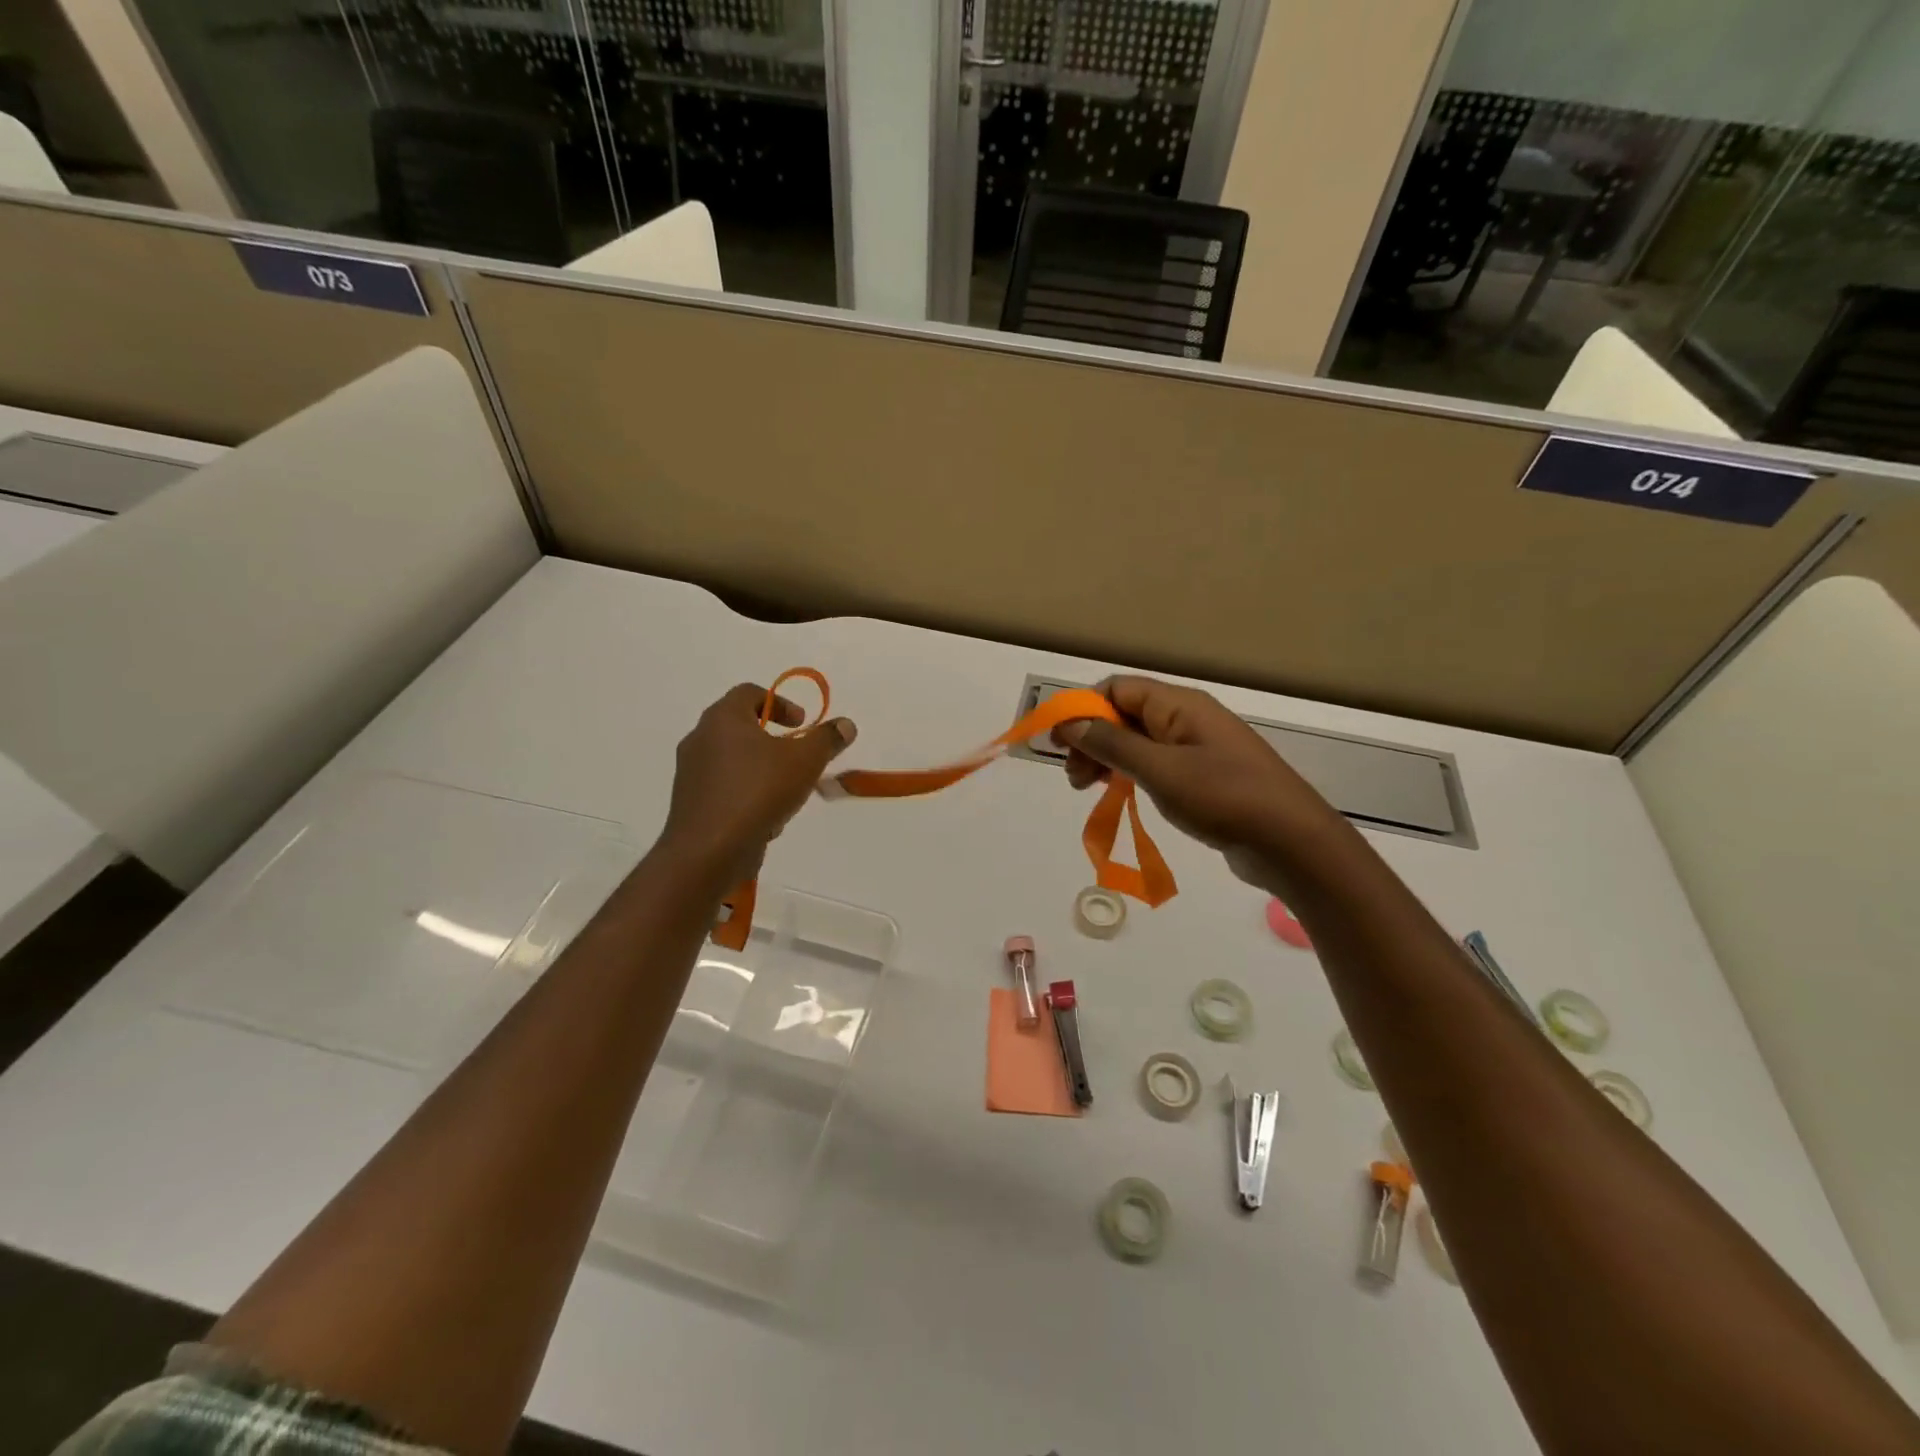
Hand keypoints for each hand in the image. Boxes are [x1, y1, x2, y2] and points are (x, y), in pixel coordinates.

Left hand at [660, 683, 856, 884]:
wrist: (709, 851)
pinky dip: (747, 794)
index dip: (780, 702)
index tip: (802, 724)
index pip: (749, 692)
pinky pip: (724, 788)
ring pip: (733, 761)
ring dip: (762, 770)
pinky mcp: (690, 803)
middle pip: (741, 727)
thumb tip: (846, 724)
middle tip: (797, 756)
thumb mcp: (805, 761)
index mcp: (723, 718)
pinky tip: (766, 818)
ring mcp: (690, 772)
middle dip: (774, 740)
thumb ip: (827, 739)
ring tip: (787, 793)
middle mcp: (700, 739)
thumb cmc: (758, 792)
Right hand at [1053, 676, 1343, 892]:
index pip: (1117, 689)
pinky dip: (1132, 774)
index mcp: (1179, 705)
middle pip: (1125, 714)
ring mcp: (1199, 747)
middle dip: (1092, 739)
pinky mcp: (1205, 776)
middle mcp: (1188, 718)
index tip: (1058, 743)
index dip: (1082, 709)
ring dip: (1107, 759)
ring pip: (1139, 742)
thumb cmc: (1224, 798)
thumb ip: (1111, 744)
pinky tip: (1122, 795)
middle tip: (1073, 779)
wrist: (1292, 843)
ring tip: (1088, 790)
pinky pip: (1157, 764)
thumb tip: (1069, 721)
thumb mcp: (1159, 770)